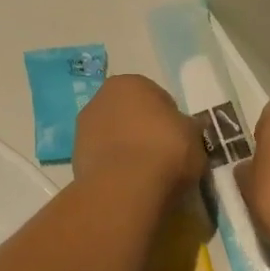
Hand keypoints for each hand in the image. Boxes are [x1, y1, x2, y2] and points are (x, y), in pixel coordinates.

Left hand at [73, 75, 206, 194]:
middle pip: (130, 115)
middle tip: (162, 156)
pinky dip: (114, 168)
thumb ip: (188, 128)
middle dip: (143, 131)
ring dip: (126, 149)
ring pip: (114, 137)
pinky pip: (103, 159)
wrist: (125, 187)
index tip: (179, 140)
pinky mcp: (75, 158)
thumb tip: (187, 129)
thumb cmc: (165, 150)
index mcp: (130, 83)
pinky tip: (128, 184)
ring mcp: (83, 128)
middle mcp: (101, 98)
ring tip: (145, 175)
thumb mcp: (194, 136)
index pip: (157, 98)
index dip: (171, 120)